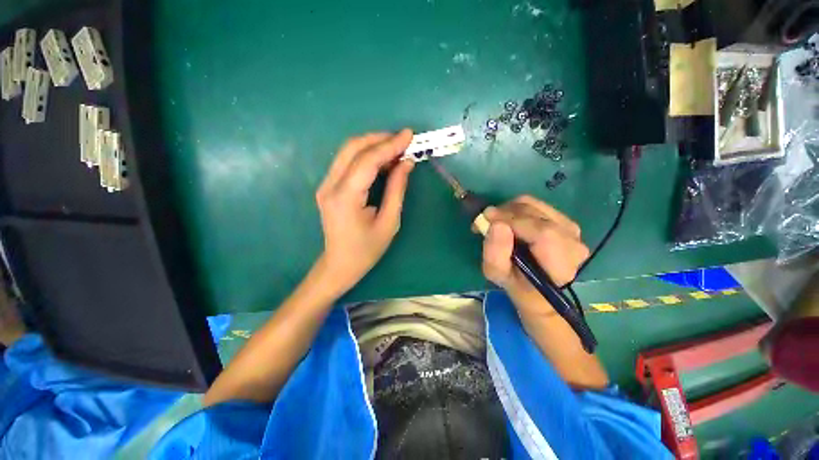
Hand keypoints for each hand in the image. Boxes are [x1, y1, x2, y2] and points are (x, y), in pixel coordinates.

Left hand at [315, 130, 414, 292]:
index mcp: (345, 198)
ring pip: (348, 151)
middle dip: (380, 139)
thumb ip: (396, 189)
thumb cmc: (367, 250)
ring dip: (373, 144)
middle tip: (404, 140)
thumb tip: (406, 162)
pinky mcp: (328, 186)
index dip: (390, 145)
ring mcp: (325, 184)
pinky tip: (382, 159)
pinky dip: (366, 155)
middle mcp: (330, 185)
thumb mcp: (389, 222)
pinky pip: (347, 161)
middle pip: (353, 148)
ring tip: (396, 148)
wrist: (339, 264)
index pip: (367, 160)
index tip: (409, 135)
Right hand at [481, 195, 588, 291]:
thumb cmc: (517, 285)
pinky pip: (535, 205)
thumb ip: (495, 253)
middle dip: (505, 213)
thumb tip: (496, 224)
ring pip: (533, 205)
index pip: (542, 232)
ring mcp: (570, 227)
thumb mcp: (498, 275)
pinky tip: (508, 221)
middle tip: (485, 221)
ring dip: (509, 210)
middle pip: (535, 213)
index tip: (486, 218)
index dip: (512, 220)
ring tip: (495, 222)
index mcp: (560, 262)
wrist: (538, 287)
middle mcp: (572, 241)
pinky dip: (516, 209)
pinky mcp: (564, 219)